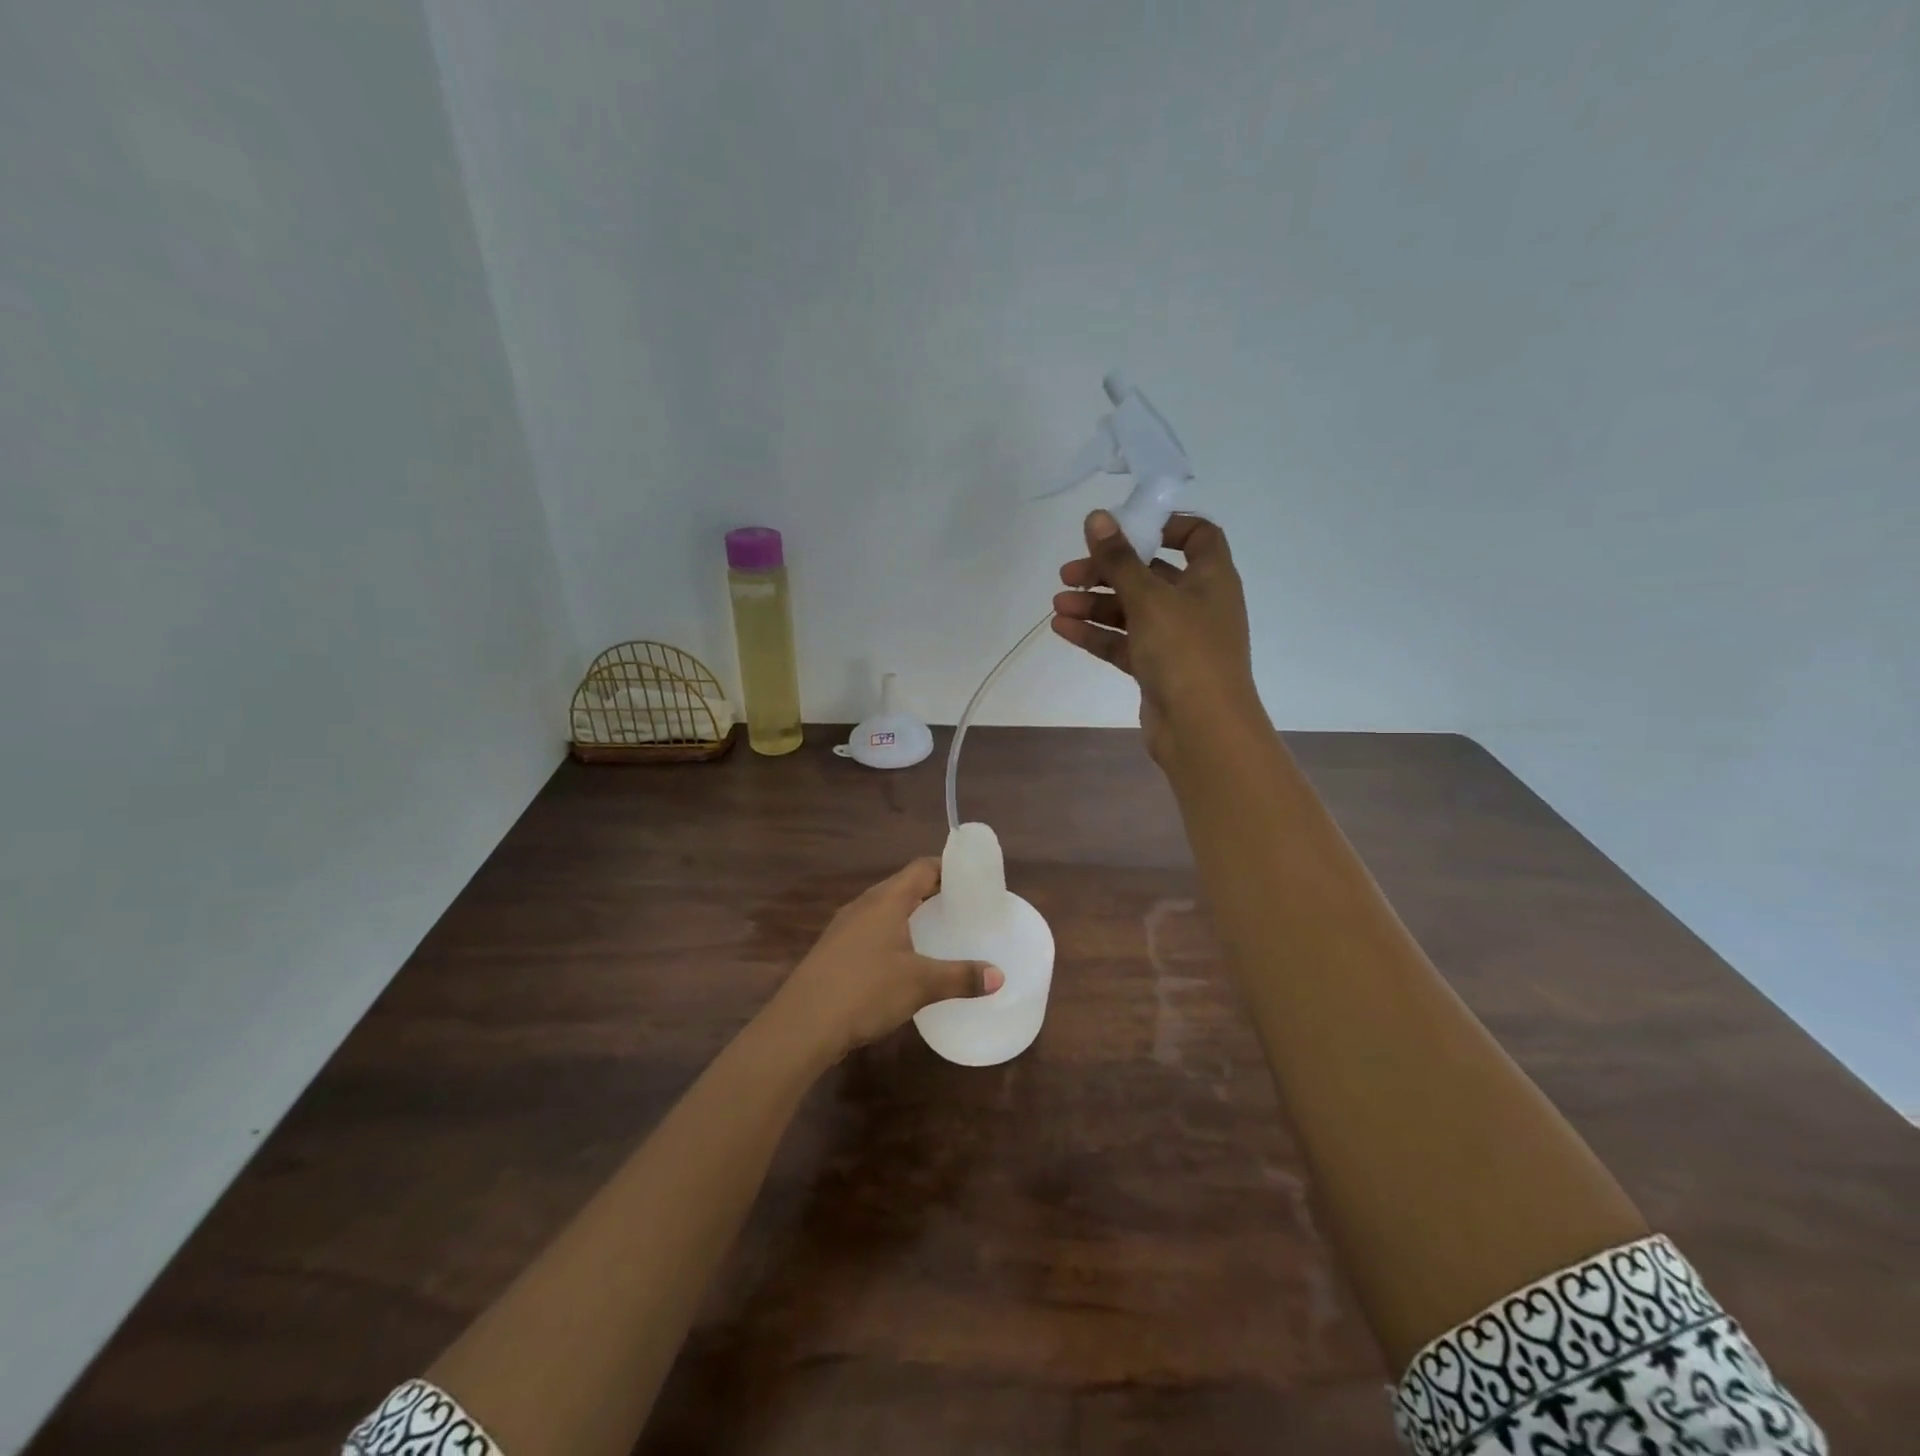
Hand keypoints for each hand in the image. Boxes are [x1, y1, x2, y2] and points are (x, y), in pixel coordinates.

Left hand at [772, 859, 1004, 1061]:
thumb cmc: (866, 991)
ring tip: (936, 930)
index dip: (947, 868)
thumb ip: (961, 977)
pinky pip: (869, 929)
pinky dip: (891, 934)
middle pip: (902, 885)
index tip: (971, 879)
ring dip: (909, 914)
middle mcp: (863, 905)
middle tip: (961, 906)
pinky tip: (901, 960)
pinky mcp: (832, 951)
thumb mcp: (921, 985)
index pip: (921, 868)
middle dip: (931, 891)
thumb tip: (999, 976)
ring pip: (883, 908)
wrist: (801, 1025)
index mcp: (886, 900)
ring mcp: (843, 927)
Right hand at [1052, 510, 1263, 763]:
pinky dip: (1097, 634)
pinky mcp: (1158, 669)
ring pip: (1132, 611)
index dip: (1165, 526)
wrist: (1202, 729)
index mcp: (1211, 578)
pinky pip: (1124, 642)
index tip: (1125, 529)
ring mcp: (1177, 639)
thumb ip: (1119, 559)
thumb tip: (1096, 517)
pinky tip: (1062, 628)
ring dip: (1095, 604)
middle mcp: (1197, 604)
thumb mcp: (1148, 598)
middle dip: (1109, 571)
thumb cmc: (1184, 652)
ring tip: (1058, 604)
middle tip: (1069, 573)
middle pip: (1150, 574)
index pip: (1198, 536)